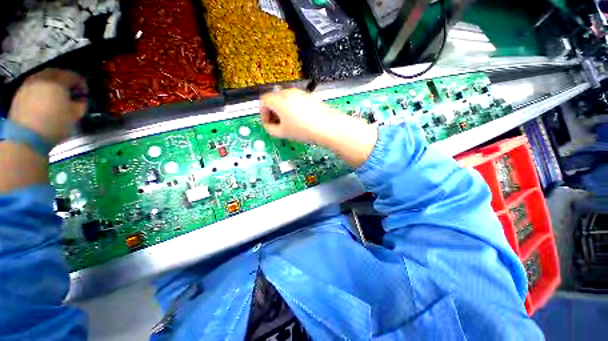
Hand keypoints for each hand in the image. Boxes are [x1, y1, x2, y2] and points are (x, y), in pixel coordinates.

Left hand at [8, 68, 87, 145]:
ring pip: (44, 78)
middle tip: (71, 91)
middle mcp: (42, 78)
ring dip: (52, 84)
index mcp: (58, 81)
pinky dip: (42, 89)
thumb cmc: (55, 124)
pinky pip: (35, 85)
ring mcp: (29, 84)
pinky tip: (45, 100)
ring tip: (57, 96)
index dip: (82, 83)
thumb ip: (81, 104)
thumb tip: (81, 99)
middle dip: (66, 80)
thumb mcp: (75, 115)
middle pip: (57, 73)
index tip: (85, 93)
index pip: (74, 76)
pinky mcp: (21, 93)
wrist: (27, 137)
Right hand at [260, 88, 339, 143]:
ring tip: (289, 123)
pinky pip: (295, 99)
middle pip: (274, 98)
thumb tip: (269, 125)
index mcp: (279, 100)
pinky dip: (292, 107)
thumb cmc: (303, 130)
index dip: (263, 113)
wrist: (327, 127)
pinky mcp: (309, 96)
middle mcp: (288, 92)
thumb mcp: (282, 133)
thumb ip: (269, 129)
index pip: (263, 101)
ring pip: (285, 98)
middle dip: (272, 111)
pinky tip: (299, 119)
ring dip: (282, 109)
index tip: (268, 123)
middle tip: (277, 124)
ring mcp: (300, 93)